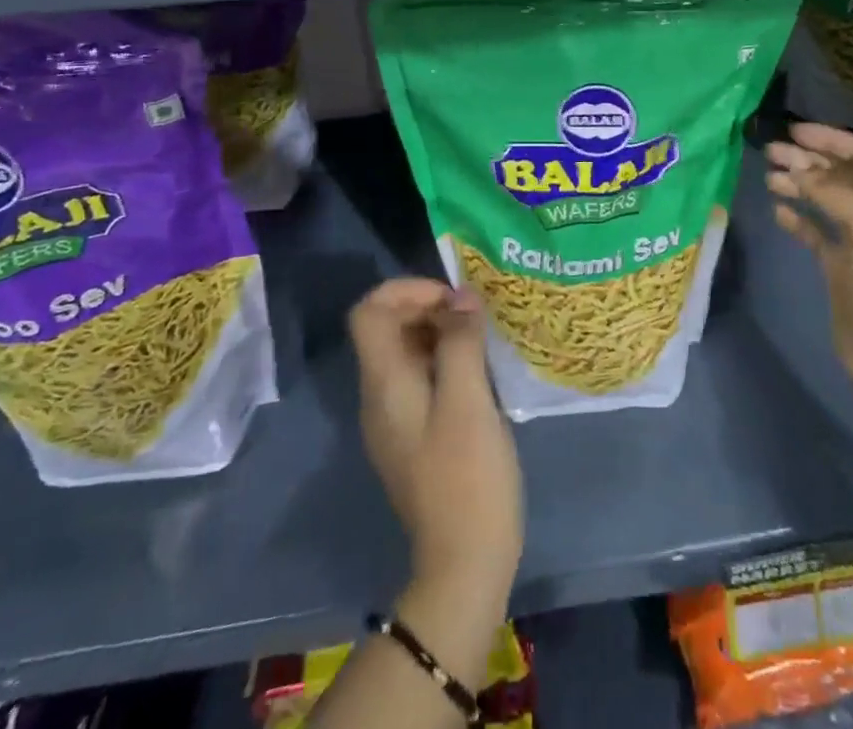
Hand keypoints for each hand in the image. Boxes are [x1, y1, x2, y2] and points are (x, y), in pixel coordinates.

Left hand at [349, 279, 523, 611]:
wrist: (464, 562)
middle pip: (387, 328)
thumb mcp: (468, 400)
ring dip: (441, 333)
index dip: (406, 290)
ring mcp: (395, 418)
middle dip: (429, 308)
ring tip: (482, 339)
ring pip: (406, 352)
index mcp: (384, 383)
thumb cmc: (466, 476)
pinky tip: (480, 373)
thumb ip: (461, 342)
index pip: (369, 311)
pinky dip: (445, 360)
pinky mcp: (415, 435)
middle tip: (474, 317)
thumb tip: (461, 298)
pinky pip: (421, 378)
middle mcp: (379, 396)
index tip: (451, 299)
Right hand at [765, 123, 852, 402]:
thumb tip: (797, 170)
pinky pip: (814, 232)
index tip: (794, 132)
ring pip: (823, 200)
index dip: (830, 139)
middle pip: (839, 175)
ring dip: (797, 185)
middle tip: (770, 153)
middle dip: (807, 160)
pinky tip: (778, 212)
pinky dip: (796, 219)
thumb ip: (834, 195)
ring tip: (769, 179)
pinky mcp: (838, 266)